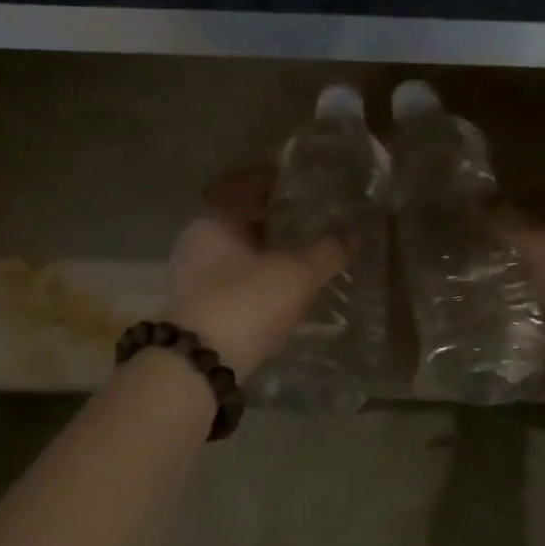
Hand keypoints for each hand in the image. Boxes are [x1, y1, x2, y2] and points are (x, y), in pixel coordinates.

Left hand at [166, 167, 346, 374]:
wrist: (202, 363)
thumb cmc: (247, 300)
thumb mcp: (296, 274)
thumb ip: (326, 253)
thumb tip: (351, 237)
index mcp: (213, 221)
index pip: (238, 187)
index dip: (266, 182)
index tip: (291, 182)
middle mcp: (196, 244)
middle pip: (235, 222)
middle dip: (267, 220)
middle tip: (302, 219)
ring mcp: (192, 278)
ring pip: (233, 254)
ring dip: (262, 252)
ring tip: (297, 255)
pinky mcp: (198, 310)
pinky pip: (231, 281)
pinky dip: (255, 279)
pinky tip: (279, 289)